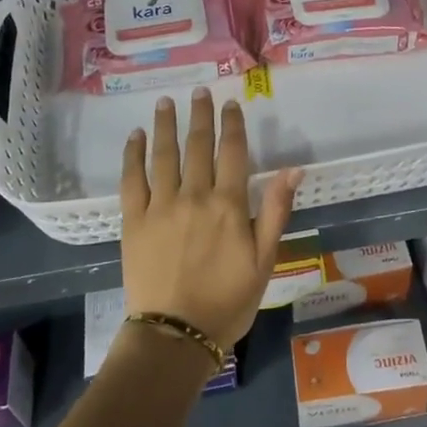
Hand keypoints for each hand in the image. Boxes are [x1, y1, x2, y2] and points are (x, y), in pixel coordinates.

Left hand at [119, 88, 302, 348]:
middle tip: (199, 92)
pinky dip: (133, 155)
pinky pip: (131, 179)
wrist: (176, 335)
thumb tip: (294, 168)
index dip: (233, 125)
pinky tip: (135, 137)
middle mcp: (194, 196)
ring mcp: (160, 206)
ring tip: (165, 102)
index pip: (232, 152)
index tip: (231, 104)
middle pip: (197, 145)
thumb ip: (276, 210)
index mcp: (228, 205)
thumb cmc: (228, 301)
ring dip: (165, 125)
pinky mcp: (133, 220)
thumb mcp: (265, 260)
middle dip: (200, 115)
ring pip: (163, 155)